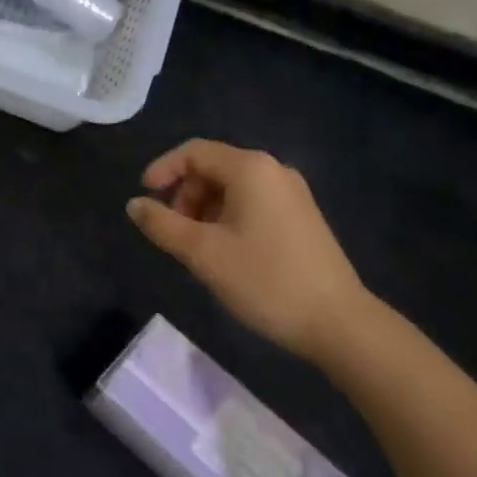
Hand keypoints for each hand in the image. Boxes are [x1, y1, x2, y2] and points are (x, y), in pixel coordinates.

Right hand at [127, 139, 373, 366]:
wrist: (341, 325)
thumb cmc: (266, 280)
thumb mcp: (203, 253)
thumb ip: (162, 225)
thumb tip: (134, 205)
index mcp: (250, 168)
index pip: (194, 152)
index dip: (163, 169)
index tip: (144, 197)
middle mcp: (273, 170)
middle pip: (213, 168)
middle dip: (185, 194)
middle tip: (173, 232)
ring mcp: (293, 194)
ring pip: (233, 188)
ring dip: (205, 209)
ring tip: (197, 248)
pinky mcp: (303, 218)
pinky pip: (253, 203)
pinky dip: (229, 218)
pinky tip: (226, 252)